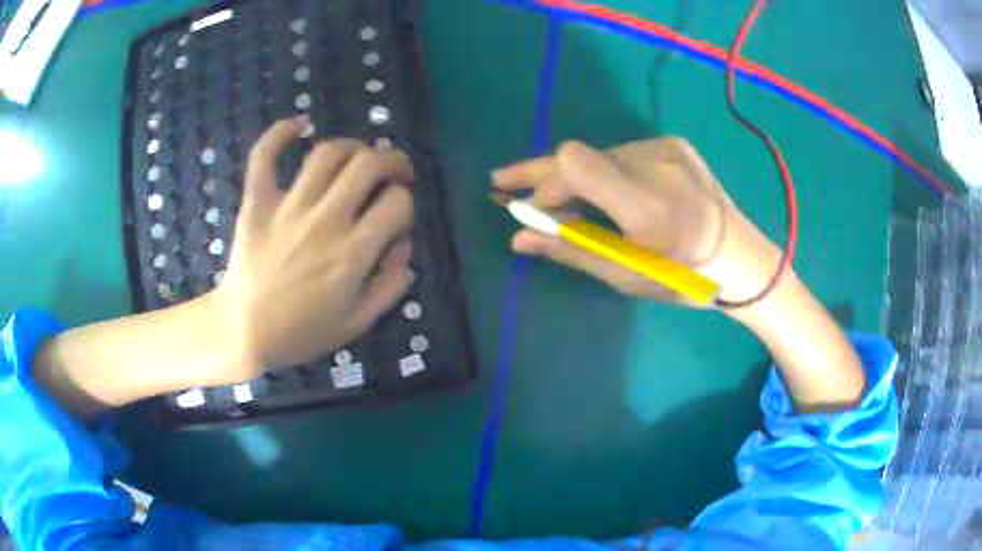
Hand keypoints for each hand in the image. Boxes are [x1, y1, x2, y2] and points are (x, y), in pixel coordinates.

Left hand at [214, 116, 414, 380]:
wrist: (244, 332)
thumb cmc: (301, 333)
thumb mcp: (358, 323)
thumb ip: (390, 285)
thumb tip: (404, 246)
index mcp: (352, 254)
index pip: (396, 203)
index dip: (405, 202)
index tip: (396, 215)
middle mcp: (324, 221)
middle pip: (368, 165)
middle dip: (392, 160)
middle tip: (394, 170)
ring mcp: (287, 208)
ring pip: (327, 153)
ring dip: (351, 145)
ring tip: (357, 156)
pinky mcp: (257, 203)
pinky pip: (265, 156)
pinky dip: (281, 133)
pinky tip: (300, 124)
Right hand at [493, 138, 782, 310]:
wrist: (744, 260)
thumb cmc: (687, 280)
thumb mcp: (627, 275)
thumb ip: (572, 250)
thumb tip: (518, 238)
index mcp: (648, 205)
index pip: (575, 162)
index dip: (540, 177)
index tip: (523, 202)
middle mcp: (656, 164)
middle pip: (580, 155)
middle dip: (543, 175)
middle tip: (507, 184)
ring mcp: (668, 149)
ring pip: (599, 155)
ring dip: (577, 178)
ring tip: (567, 203)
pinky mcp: (675, 144)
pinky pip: (622, 154)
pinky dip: (604, 172)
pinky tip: (608, 195)